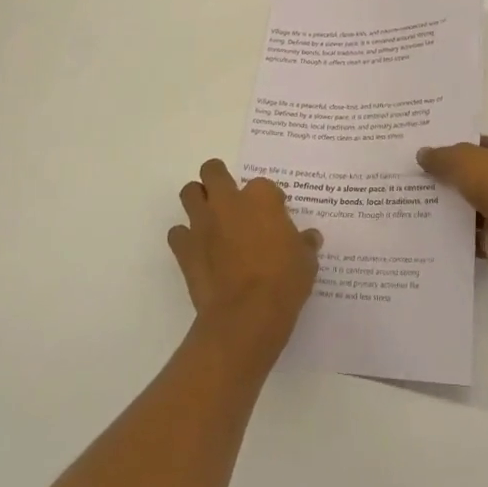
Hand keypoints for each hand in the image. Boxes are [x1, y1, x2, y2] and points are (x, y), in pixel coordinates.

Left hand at [170, 159, 320, 361]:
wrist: (246, 315)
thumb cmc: (283, 282)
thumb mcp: (306, 261)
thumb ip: (305, 243)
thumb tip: (309, 238)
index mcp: (261, 198)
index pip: (263, 185)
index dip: (269, 199)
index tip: (275, 215)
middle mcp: (228, 202)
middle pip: (213, 171)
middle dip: (218, 178)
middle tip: (230, 198)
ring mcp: (203, 223)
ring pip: (189, 193)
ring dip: (198, 200)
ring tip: (210, 218)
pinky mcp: (184, 248)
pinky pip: (178, 233)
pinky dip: (185, 238)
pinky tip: (197, 250)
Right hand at [417, 136, 487, 275]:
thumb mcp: (463, 159)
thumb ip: (441, 156)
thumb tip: (422, 154)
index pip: (483, 144)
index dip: (457, 146)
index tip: (430, 152)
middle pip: (477, 175)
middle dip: (451, 177)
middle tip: (418, 177)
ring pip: (473, 205)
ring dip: (452, 206)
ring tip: (417, 203)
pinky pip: (472, 233)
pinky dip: (456, 233)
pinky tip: (430, 229)